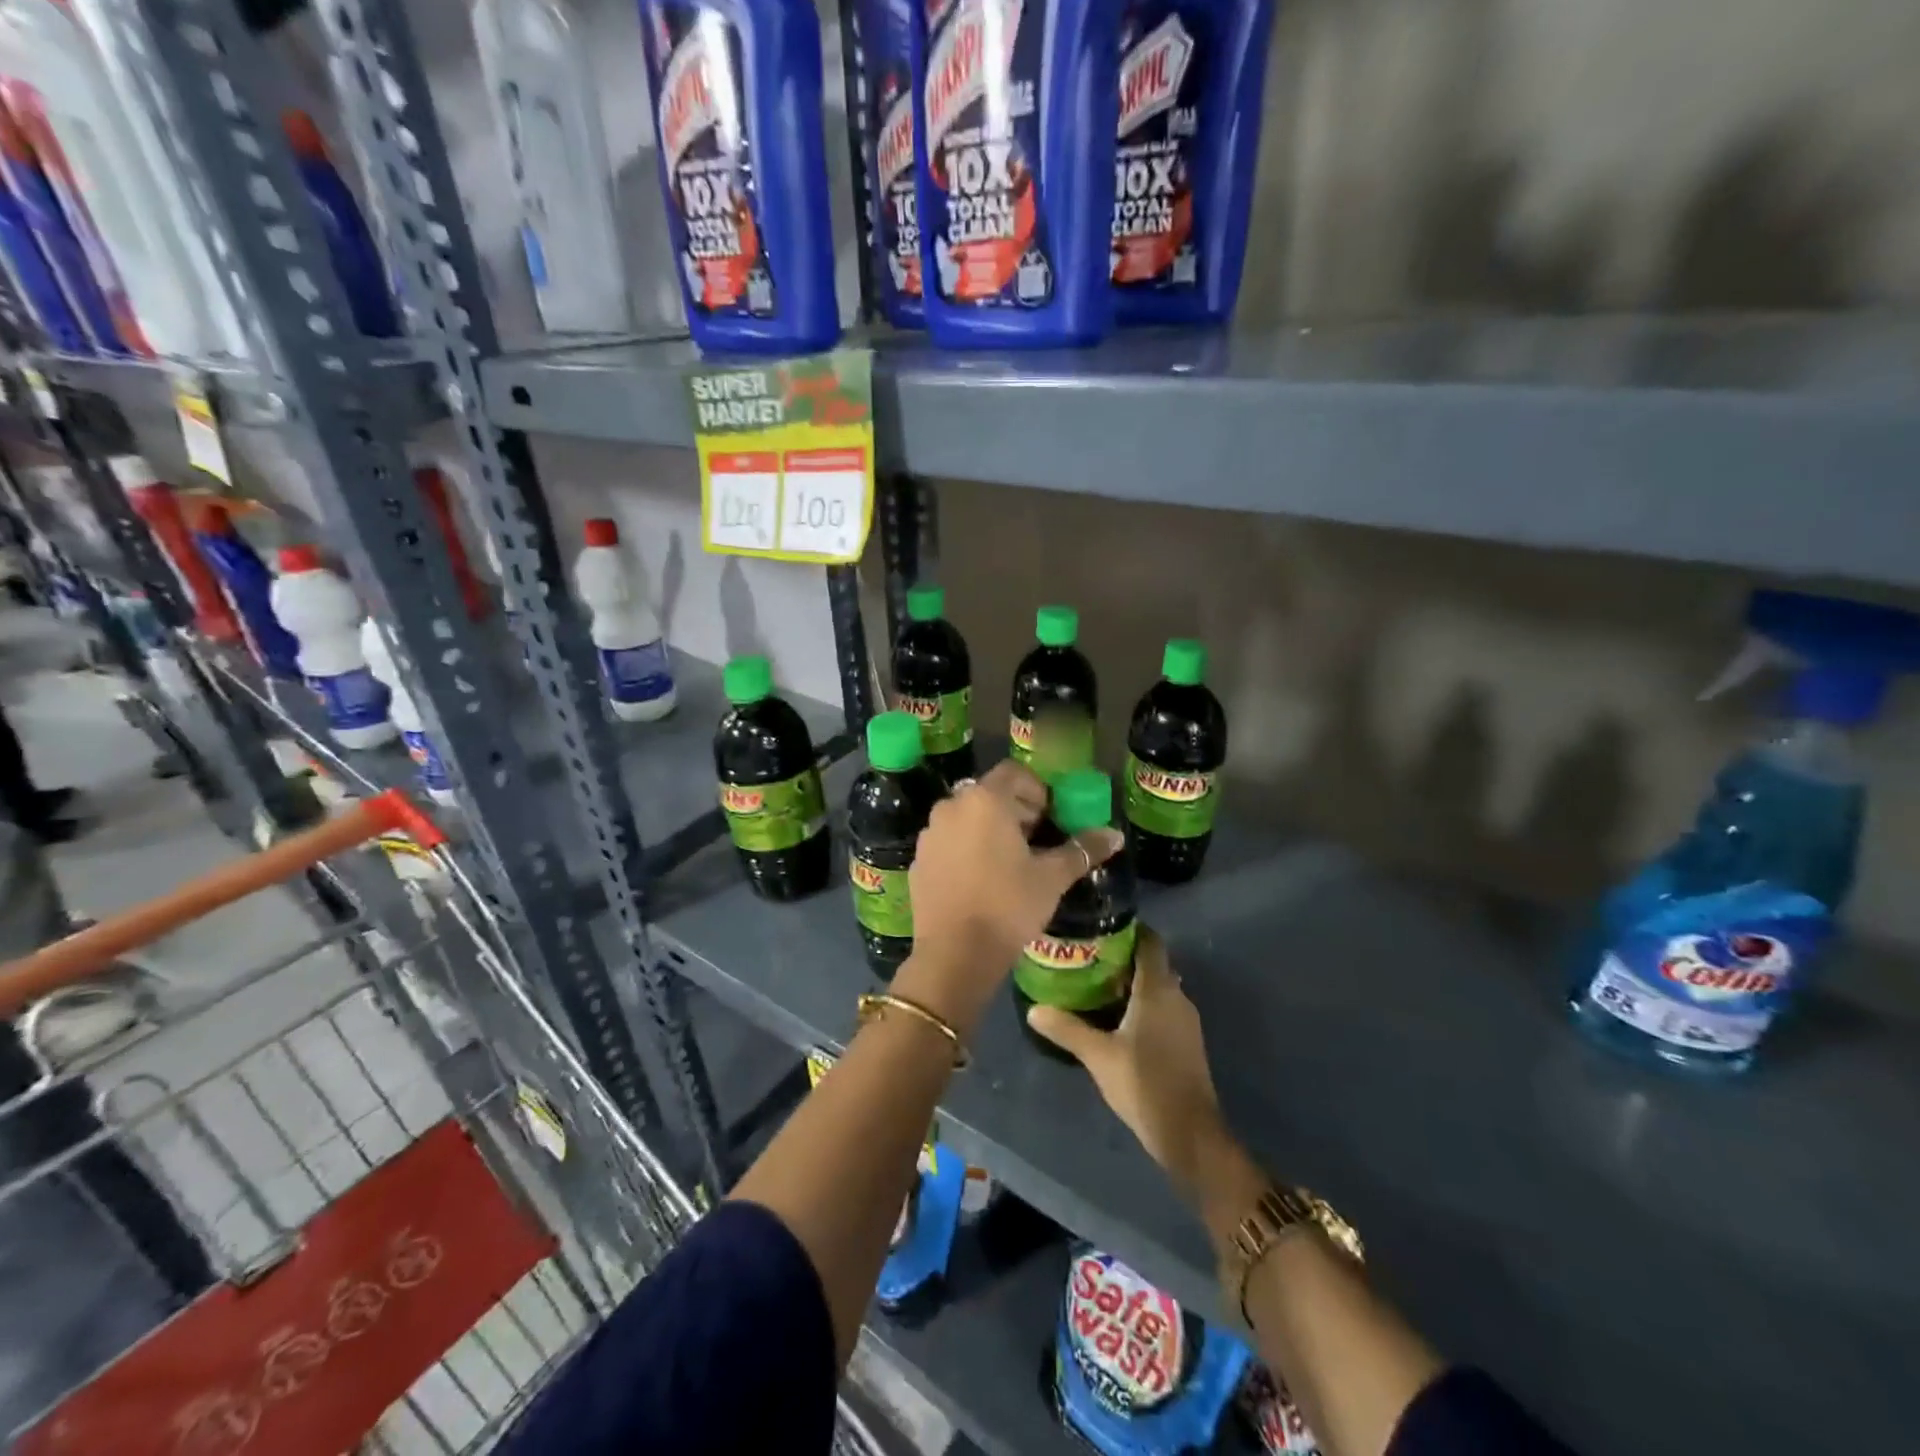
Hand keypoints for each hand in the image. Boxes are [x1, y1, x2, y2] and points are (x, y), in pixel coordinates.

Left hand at [899, 761, 1122, 1033]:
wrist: (955, 954)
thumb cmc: (1009, 906)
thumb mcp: (1052, 878)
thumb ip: (1082, 850)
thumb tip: (1116, 835)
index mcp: (985, 800)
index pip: (1014, 772)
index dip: (1036, 789)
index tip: (1049, 817)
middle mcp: (952, 806)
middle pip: (988, 793)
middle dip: (1014, 809)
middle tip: (1036, 840)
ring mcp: (930, 833)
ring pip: (966, 817)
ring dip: (988, 828)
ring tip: (1009, 862)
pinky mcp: (919, 859)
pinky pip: (948, 841)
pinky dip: (966, 848)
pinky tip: (981, 880)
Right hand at [1025, 928, 1226, 1191]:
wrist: (1190, 1133)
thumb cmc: (1144, 1083)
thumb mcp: (1098, 1055)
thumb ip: (1066, 1028)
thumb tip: (1034, 1008)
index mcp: (1157, 989)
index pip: (1150, 942)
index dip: (1129, 930)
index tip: (1100, 928)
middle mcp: (1176, 996)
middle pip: (1152, 963)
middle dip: (1124, 957)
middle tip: (1088, 957)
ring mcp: (1186, 1020)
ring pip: (1158, 987)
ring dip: (1132, 982)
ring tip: (1096, 986)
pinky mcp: (1187, 1041)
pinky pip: (1163, 1008)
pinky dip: (1143, 1004)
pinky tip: (1117, 1018)